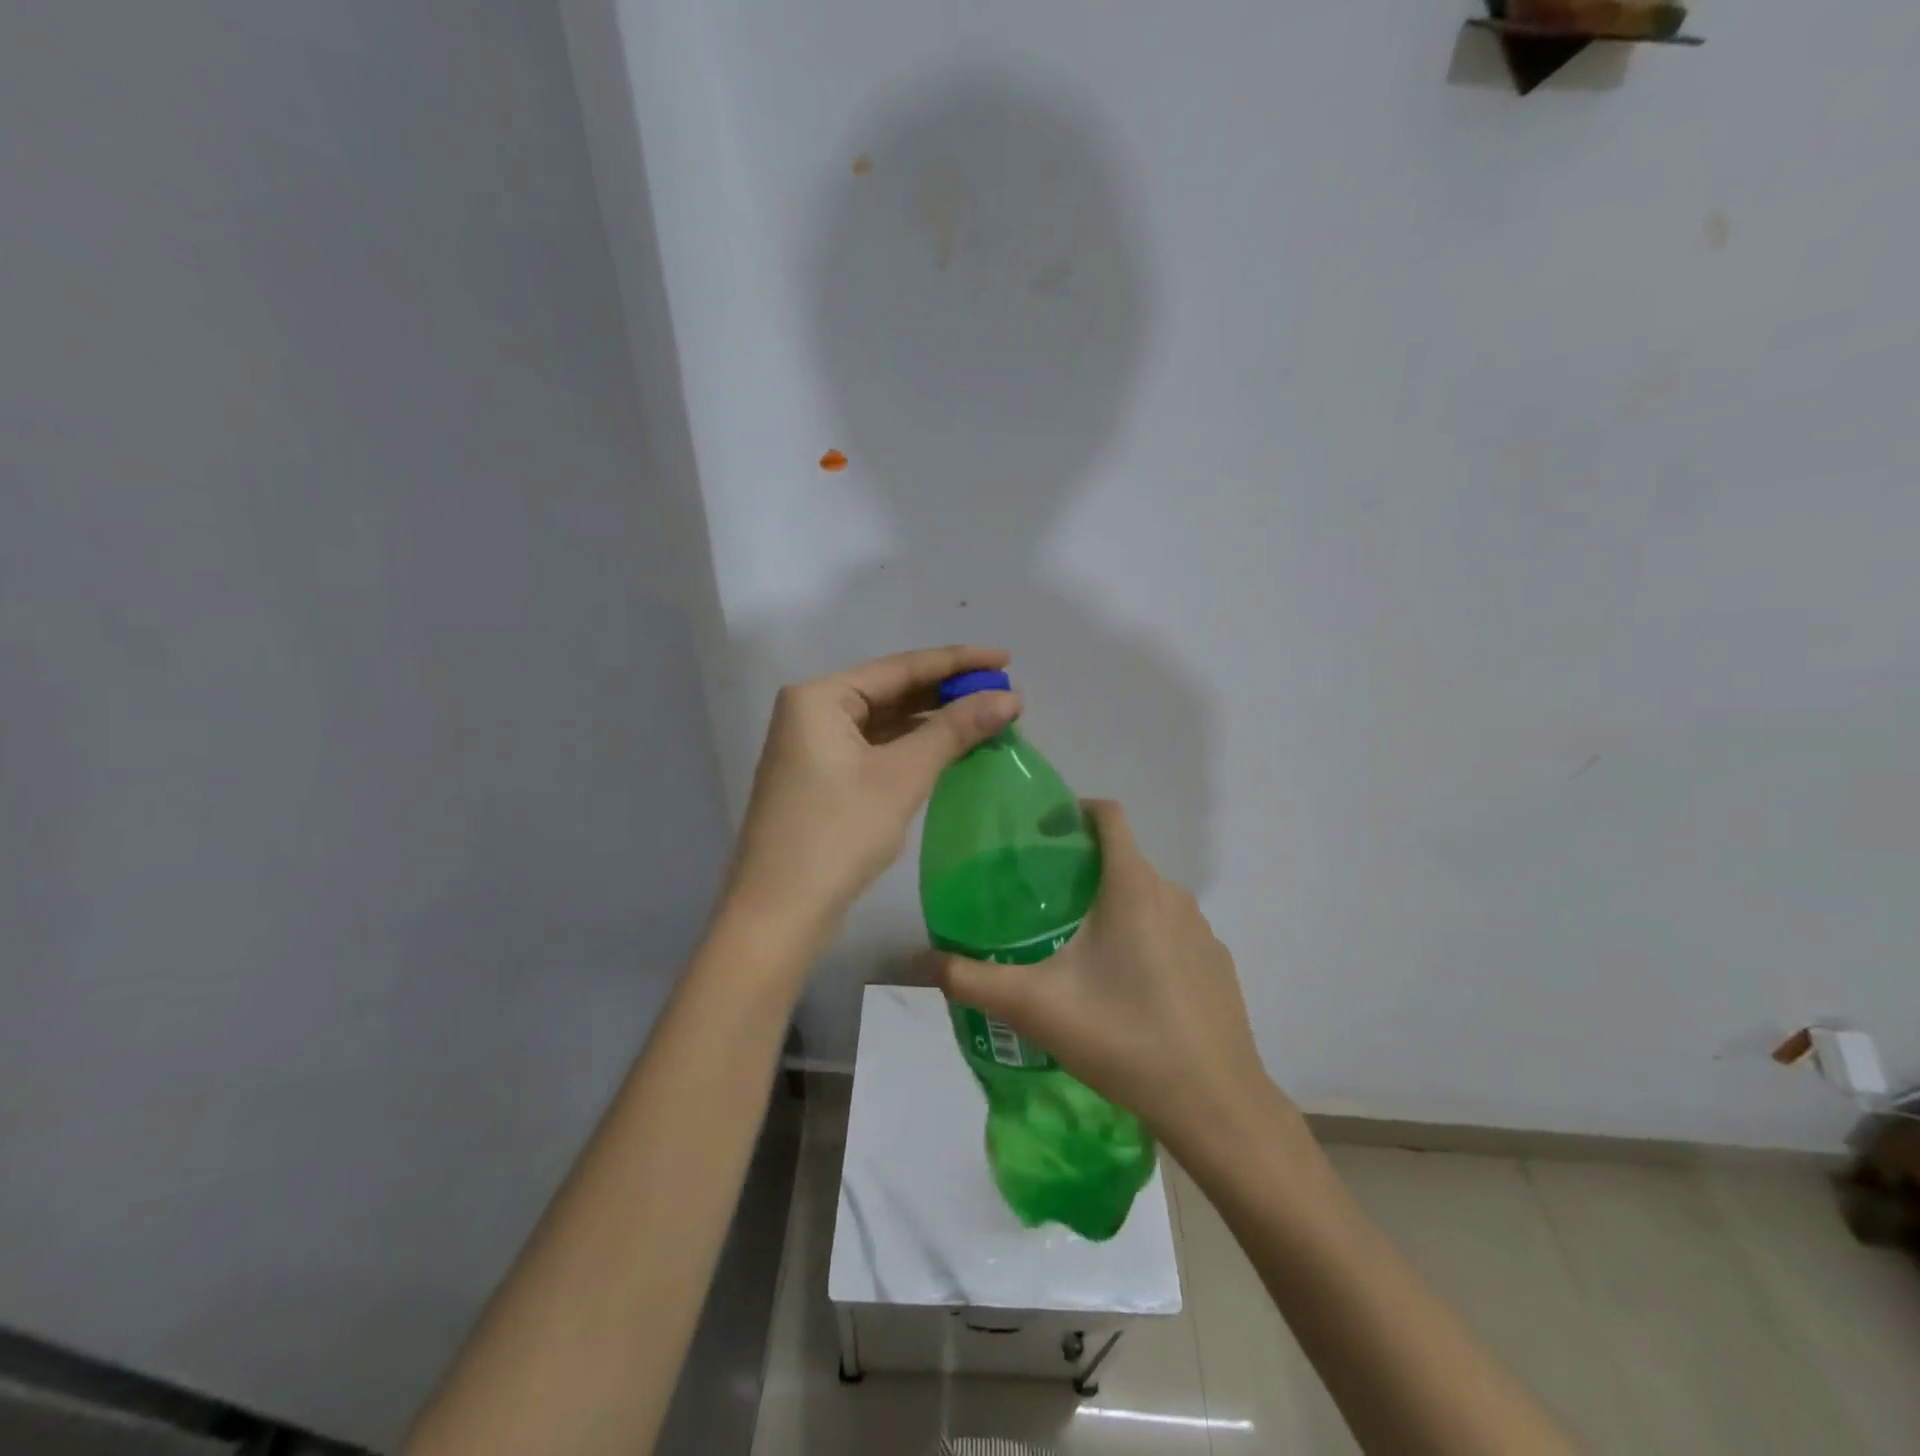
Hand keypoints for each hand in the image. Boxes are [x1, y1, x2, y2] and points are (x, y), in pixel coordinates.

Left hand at [723, 646, 1021, 949]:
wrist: (779, 913)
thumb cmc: (838, 834)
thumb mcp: (901, 776)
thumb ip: (954, 730)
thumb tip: (1009, 697)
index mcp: (820, 697)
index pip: (900, 667)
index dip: (958, 662)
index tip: (1006, 659)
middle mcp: (812, 712)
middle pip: (892, 691)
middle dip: (947, 693)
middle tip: (1003, 693)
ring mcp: (814, 747)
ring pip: (885, 722)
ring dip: (933, 721)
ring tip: (987, 718)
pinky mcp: (822, 779)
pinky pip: (875, 749)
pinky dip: (912, 747)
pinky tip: (950, 749)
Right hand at [937, 800, 1281, 1149]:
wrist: (1215, 1104)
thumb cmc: (1123, 1038)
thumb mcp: (1035, 1007)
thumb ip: (971, 979)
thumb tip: (920, 960)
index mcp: (1133, 887)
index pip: (1108, 815)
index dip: (1074, 810)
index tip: (1041, 834)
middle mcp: (1173, 895)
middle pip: (1123, 859)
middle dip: (1083, 869)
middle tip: (1042, 903)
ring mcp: (1202, 931)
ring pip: (1148, 898)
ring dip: (1113, 907)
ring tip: (1078, 948)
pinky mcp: (1217, 964)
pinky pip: (1172, 932)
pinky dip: (1144, 940)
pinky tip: (1126, 991)